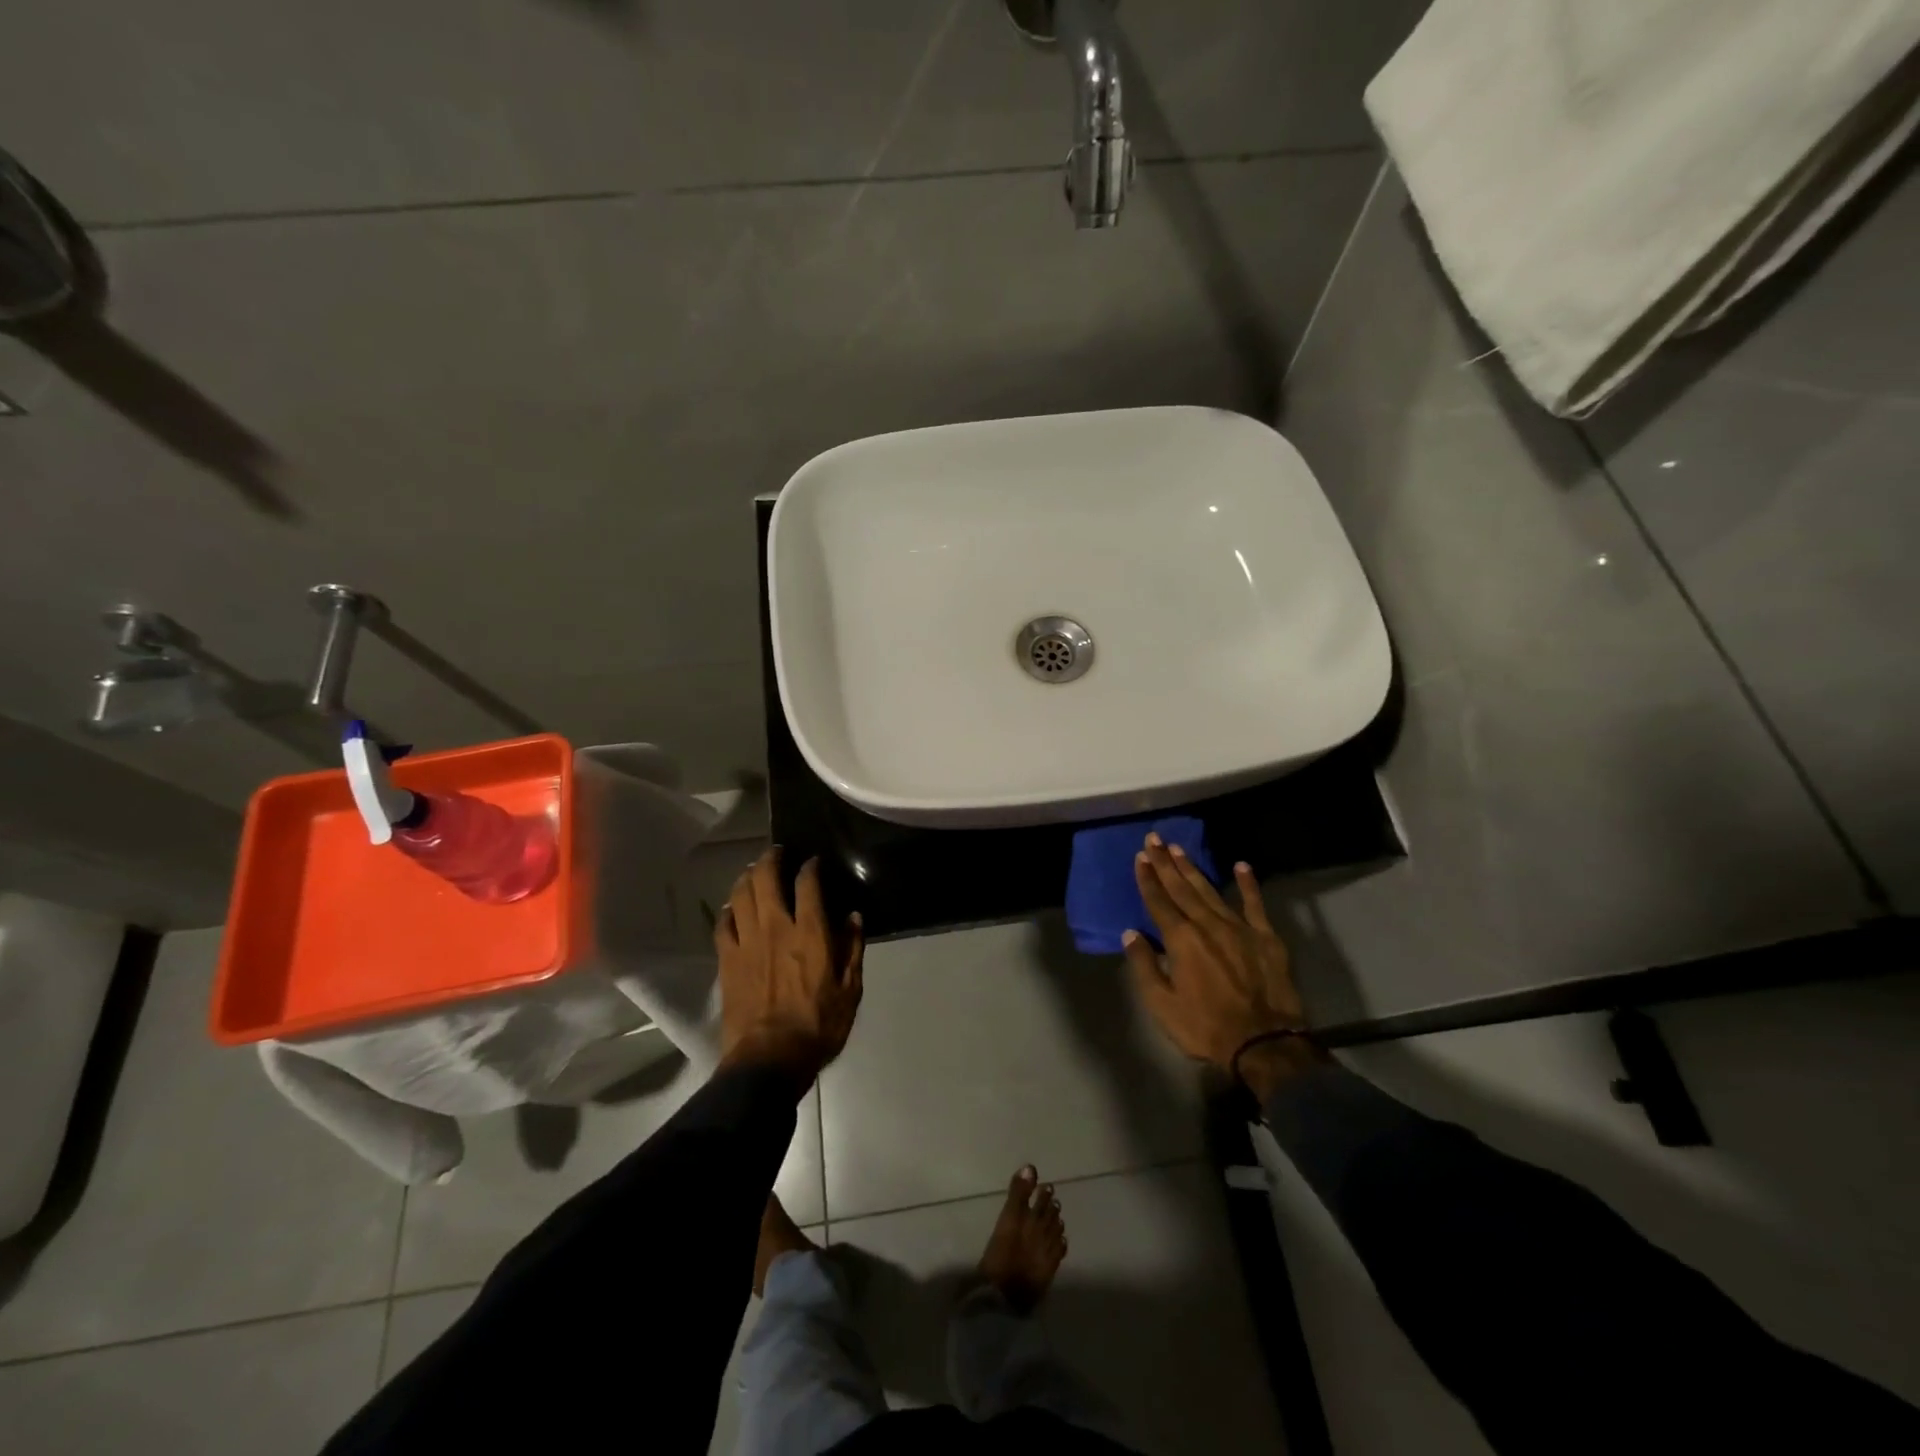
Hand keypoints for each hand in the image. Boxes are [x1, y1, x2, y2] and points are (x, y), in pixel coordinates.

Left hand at [715, 847, 863, 1082]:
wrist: (768, 1060)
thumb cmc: (817, 1026)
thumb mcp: (850, 990)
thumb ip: (852, 949)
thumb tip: (853, 917)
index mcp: (810, 932)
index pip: (808, 883)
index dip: (810, 866)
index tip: (813, 861)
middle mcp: (775, 927)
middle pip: (766, 878)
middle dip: (771, 859)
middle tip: (778, 852)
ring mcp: (746, 942)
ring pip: (740, 895)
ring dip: (747, 877)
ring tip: (754, 872)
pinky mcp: (727, 960)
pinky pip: (723, 924)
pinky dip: (728, 910)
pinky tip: (733, 908)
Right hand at [1122, 835, 1323, 1096]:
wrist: (1264, 1044)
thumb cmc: (1206, 1027)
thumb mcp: (1162, 1005)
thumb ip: (1144, 966)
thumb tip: (1130, 934)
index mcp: (1181, 940)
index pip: (1158, 902)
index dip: (1148, 879)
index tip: (1140, 857)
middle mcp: (1207, 925)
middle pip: (1182, 889)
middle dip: (1165, 863)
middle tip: (1154, 839)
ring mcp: (1239, 928)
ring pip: (1211, 891)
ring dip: (1193, 869)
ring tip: (1179, 848)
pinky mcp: (1265, 938)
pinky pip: (1255, 904)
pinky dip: (1248, 885)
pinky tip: (1241, 866)